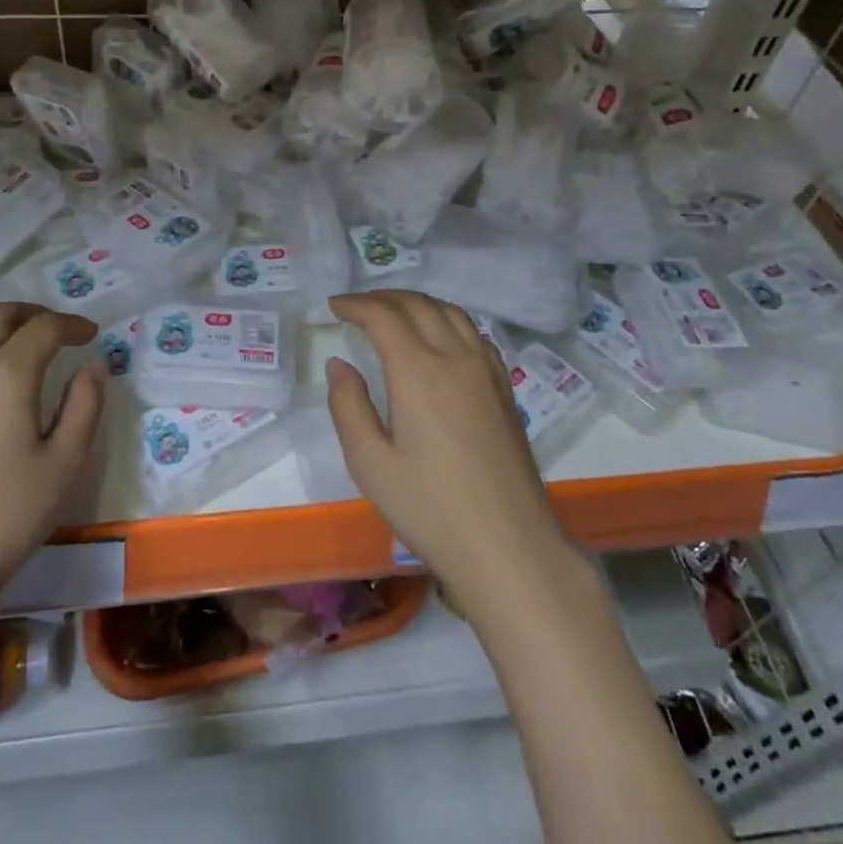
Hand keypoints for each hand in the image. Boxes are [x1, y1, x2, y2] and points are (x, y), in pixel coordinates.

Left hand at [0, 304, 104, 638]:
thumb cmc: (6, 516)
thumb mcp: (65, 462)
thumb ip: (85, 405)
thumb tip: (93, 365)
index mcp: (5, 373)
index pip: (44, 328)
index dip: (72, 325)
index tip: (91, 335)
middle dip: (34, 315)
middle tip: (59, 332)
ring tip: (17, 346)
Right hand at [325, 291, 575, 613]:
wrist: (509, 545)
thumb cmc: (430, 508)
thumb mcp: (370, 464)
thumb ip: (348, 406)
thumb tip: (339, 363)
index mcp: (419, 371)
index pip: (384, 316)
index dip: (356, 305)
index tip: (333, 305)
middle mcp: (456, 357)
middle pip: (418, 305)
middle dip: (383, 297)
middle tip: (356, 307)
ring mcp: (486, 370)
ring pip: (451, 312)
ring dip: (417, 303)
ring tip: (393, 314)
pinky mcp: (505, 388)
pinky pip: (474, 333)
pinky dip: (448, 320)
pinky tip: (439, 339)